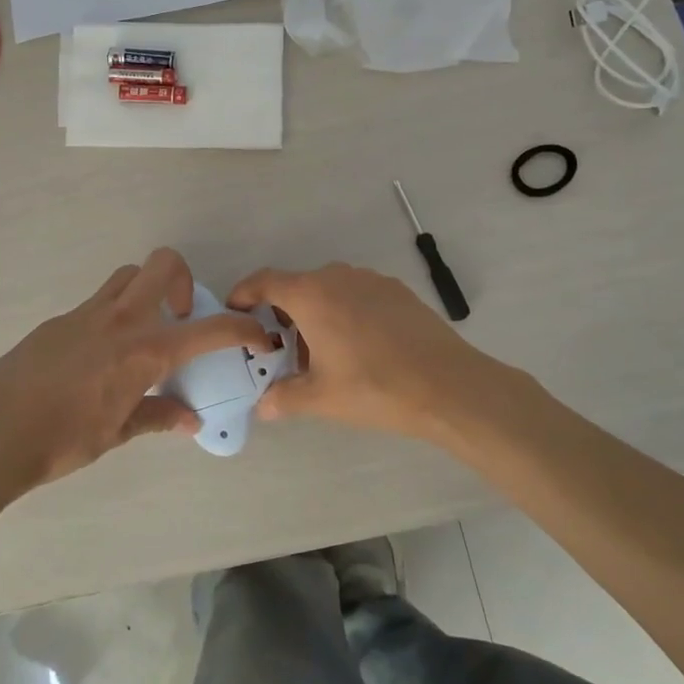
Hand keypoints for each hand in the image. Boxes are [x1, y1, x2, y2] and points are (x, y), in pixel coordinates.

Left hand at [0, 248, 266, 489]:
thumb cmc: (63, 439)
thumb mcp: (118, 433)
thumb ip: (158, 417)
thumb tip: (190, 420)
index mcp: (144, 351)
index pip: (209, 330)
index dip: (242, 329)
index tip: (258, 334)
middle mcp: (121, 320)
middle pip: (163, 264)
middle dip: (185, 279)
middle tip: (181, 318)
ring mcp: (87, 313)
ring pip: (128, 275)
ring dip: (147, 290)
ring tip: (144, 332)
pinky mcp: (60, 319)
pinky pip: (98, 302)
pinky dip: (114, 315)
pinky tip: (100, 356)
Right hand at [227, 262, 521, 447]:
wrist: (448, 385)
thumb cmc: (374, 387)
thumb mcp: (321, 398)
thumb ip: (284, 397)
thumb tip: (263, 407)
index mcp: (311, 295)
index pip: (265, 281)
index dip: (245, 292)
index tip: (235, 308)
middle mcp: (338, 277)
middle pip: (298, 286)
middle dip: (284, 313)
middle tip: (282, 348)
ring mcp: (371, 280)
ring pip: (330, 290)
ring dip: (317, 313)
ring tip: (322, 352)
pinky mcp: (397, 291)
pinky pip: (357, 294)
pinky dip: (346, 312)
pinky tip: (360, 347)